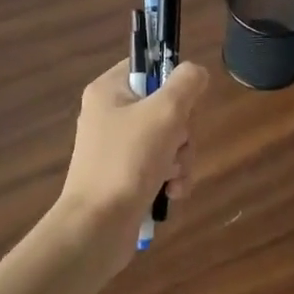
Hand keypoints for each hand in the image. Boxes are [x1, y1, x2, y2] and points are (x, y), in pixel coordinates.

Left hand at [60, 59, 207, 232]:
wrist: (97, 227)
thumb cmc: (128, 161)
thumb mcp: (165, 113)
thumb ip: (186, 84)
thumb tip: (196, 72)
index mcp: (109, 91)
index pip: (148, 66)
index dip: (173, 82)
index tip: (184, 103)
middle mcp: (110, 115)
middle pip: (165, 107)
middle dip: (182, 132)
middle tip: (177, 145)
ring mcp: (117, 148)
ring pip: (168, 139)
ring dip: (181, 158)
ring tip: (173, 177)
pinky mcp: (125, 177)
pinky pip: (160, 166)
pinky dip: (171, 178)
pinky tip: (172, 193)